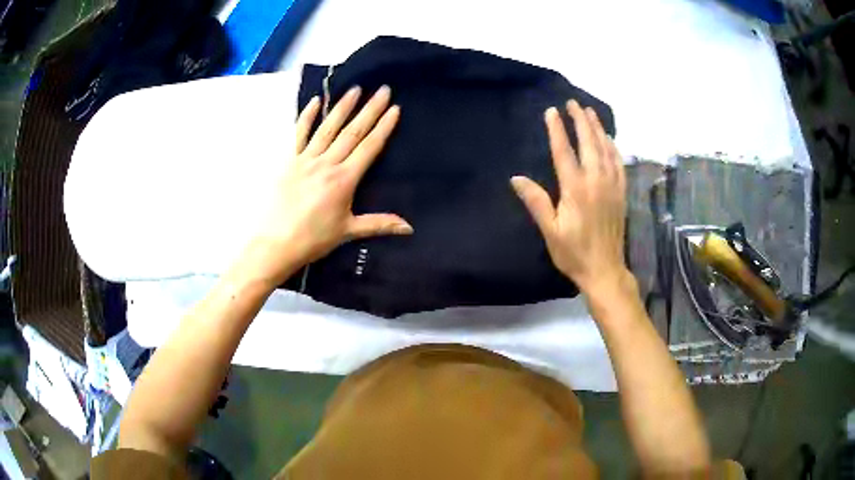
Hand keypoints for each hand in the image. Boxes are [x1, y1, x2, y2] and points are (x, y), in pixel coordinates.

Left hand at [240, 85, 412, 286]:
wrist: (275, 243)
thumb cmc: (313, 239)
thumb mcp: (348, 231)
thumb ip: (379, 224)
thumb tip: (409, 227)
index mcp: (344, 180)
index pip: (369, 147)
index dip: (383, 127)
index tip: (394, 108)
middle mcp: (327, 164)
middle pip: (352, 132)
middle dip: (369, 110)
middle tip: (383, 89)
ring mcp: (306, 160)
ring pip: (328, 128)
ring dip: (343, 107)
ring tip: (355, 89)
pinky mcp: (289, 161)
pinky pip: (299, 134)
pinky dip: (306, 117)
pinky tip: (315, 101)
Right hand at [511, 100, 626, 293]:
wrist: (605, 270)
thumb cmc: (574, 253)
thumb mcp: (550, 231)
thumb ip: (536, 202)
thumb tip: (516, 178)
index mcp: (576, 189)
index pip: (564, 151)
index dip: (557, 129)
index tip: (551, 111)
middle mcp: (596, 181)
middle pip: (589, 143)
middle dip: (581, 120)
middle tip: (573, 103)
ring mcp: (612, 186)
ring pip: (606, 149)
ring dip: (598, 128)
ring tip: (590, 112)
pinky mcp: (621, 193)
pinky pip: (619, 163)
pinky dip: (613, 147)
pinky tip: (609, 139)